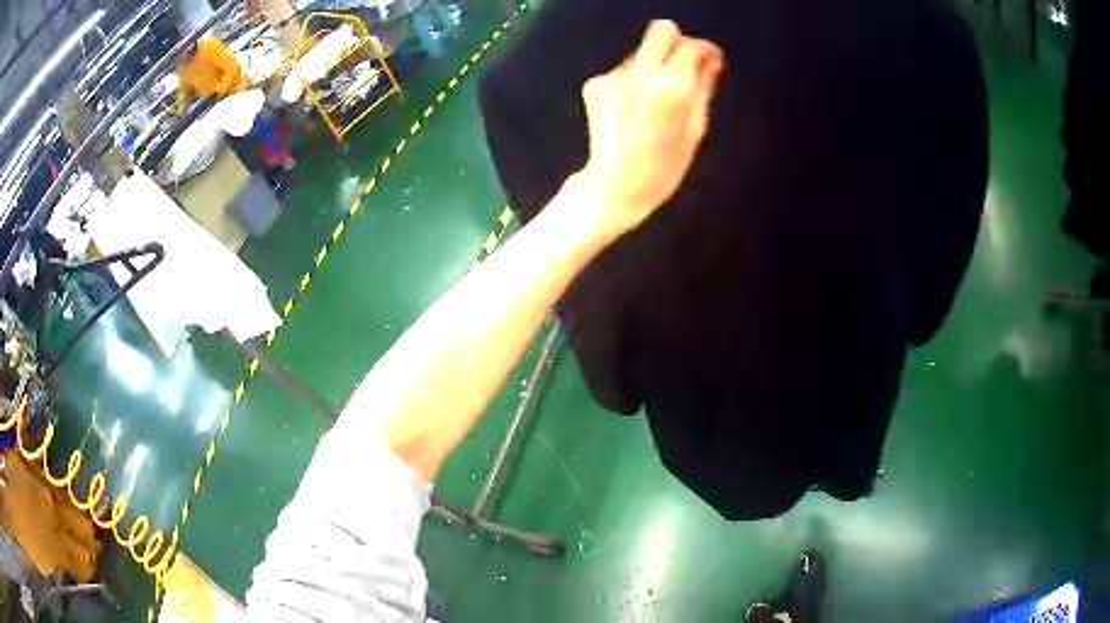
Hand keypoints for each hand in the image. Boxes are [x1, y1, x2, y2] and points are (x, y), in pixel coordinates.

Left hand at [578, 20, 723, 235]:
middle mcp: (638, 75)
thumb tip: (711, 60)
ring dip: (656, 65)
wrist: (614, 187)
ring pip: (642, 51)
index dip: (705, 49)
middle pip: (662, 30)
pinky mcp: (594, 84)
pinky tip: (635, 106)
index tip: (712, 60)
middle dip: (679, 42)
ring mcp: (612, 77)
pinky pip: (624, 69)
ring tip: (657, 99)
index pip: (691, 46)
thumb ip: (703, 87)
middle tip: (687, 65)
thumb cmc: (664, 167)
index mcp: (670, 89)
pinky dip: (635, 80)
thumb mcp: (696, 129)